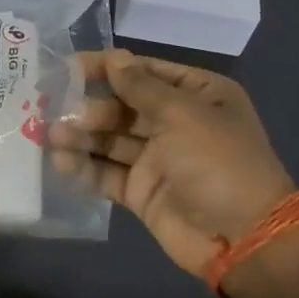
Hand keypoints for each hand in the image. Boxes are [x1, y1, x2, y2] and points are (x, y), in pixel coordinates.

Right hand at [51, 50, 295, 278]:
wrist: (245, 239)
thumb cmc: (218, 162)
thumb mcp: (182, 114)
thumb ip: (140, 86)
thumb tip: (113, 57)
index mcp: (197, 95)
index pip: (144, 72)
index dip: (108, 67)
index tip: (68, 67)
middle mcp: (176, 123)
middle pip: (122, 106)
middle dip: (90, 106)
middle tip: (58, 110)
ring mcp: (158, 159)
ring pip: (111, 140)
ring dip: (82, 135)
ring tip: (53, 136)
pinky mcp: (142, 192)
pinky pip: (108, 173)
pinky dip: (85, 168)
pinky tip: (62, 164)